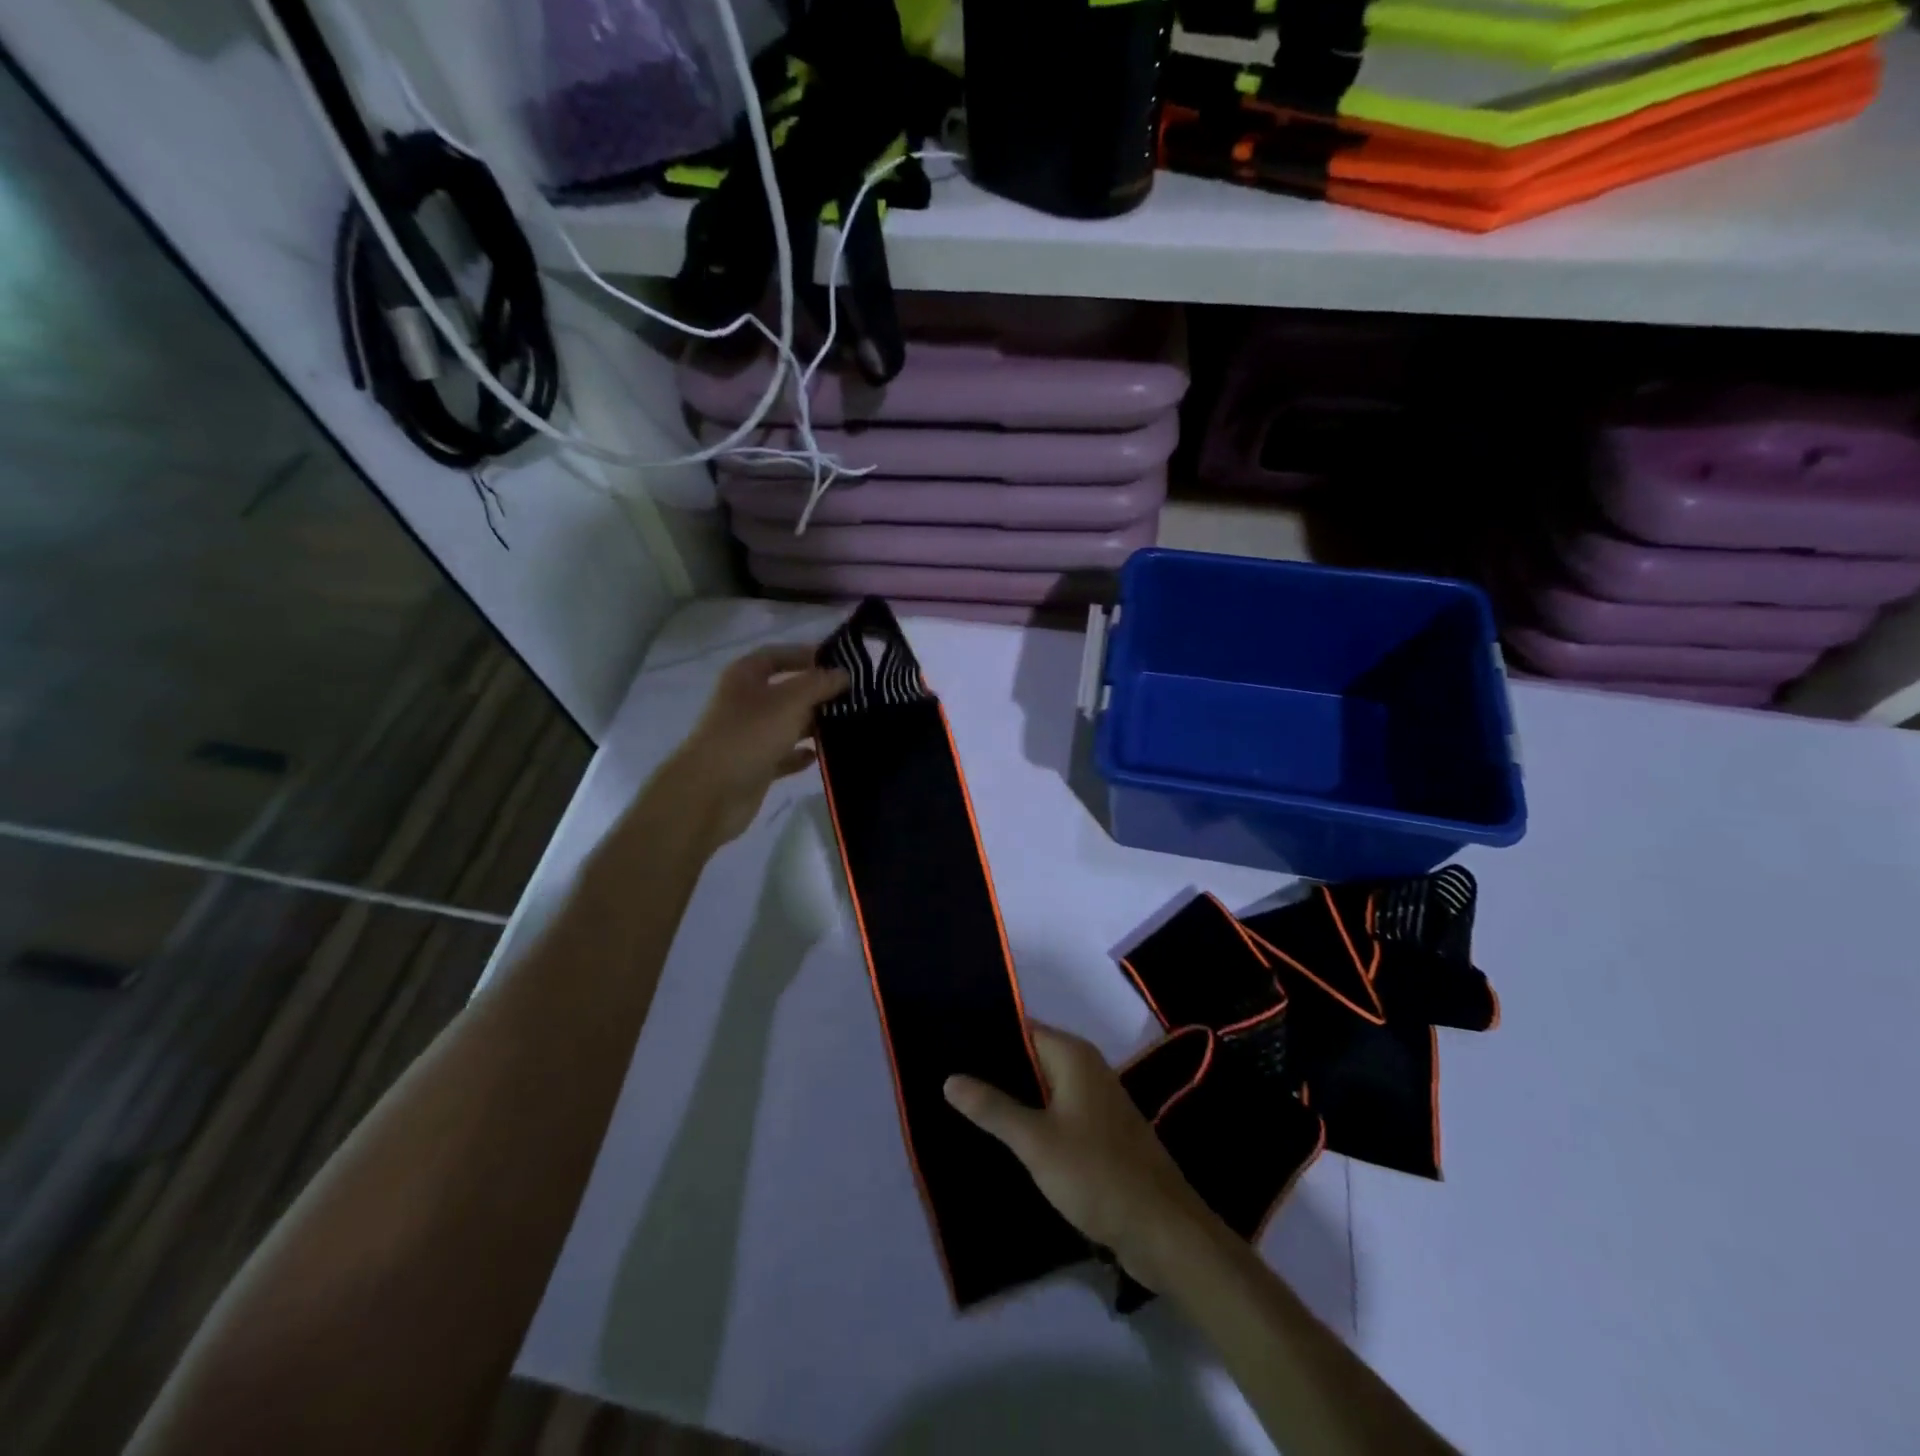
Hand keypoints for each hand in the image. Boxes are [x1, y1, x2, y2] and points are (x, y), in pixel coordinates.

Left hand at [658, 645, 847, 850]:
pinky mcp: (756, 765)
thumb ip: (819, 684)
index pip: (776, 655)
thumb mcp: (789, 701)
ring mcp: (750, 735)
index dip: (804, 654)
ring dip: (814, 724)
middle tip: (854, 696)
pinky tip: (823, 755)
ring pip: (788, 724)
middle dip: (817, 692)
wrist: (711, 793)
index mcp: (745, 677)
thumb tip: (844, 674)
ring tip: (849, 724)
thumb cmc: (749, 735)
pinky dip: (801, 755)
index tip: (839, 661)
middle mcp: (746, 702)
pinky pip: (784, 755)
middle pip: (786, 690)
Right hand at [945, 1023, 1216, 1289]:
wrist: (1162, 1230)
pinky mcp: (1098, 1132)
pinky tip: (1001, 1134)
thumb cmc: (1097, 1175)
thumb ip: (993, 1107)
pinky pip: (1055, 1111)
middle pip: (1030, 1056)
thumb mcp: (1036, 1142)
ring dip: (1011, 1096)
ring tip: (963, 1103)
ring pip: (1042, 1086)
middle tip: (946, 1077)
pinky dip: (1030, 1118)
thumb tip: (950, 1078)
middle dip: (993, 1068)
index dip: (986, 1035)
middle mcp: (1085, 1068)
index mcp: (1072, 1056)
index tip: (947, 1044)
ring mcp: (1094, 1101)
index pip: (1021, 1028)